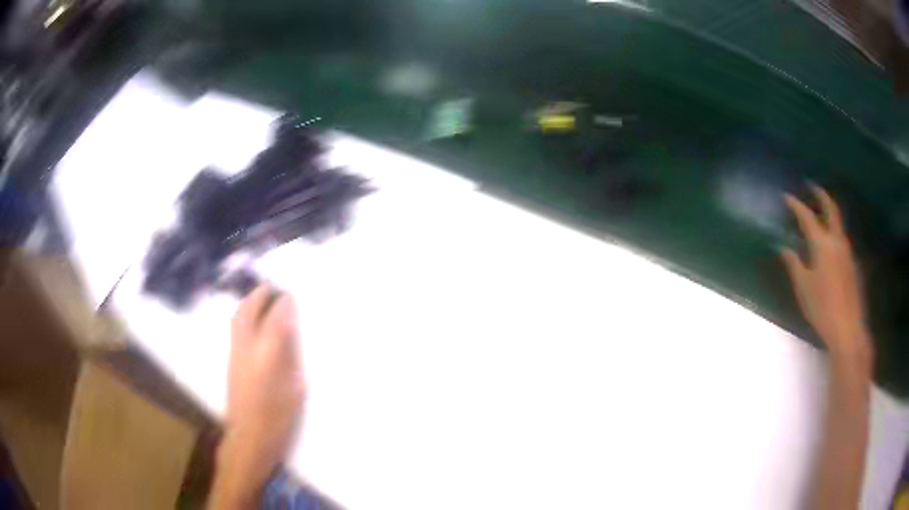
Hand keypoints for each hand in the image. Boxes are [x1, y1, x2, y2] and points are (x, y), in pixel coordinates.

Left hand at [213, 285, 305, 507]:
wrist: (248, 438)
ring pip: (237, 318)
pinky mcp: (229, 361)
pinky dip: (244, 315)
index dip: (283, 304)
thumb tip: (291, 331)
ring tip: (262, 299)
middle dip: (259, 295)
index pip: (274, 318)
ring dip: (249, 303)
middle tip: (272, 289)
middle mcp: (246, 348)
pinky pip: (235, 328)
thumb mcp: (294, 388)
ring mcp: (234, 353)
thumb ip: (291, 356)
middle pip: (248, 311)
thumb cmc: (278, 418)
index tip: (291, 295)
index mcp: (267, 355)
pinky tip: (253, 320)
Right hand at [781, 186, 871, 369]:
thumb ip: (794, 265)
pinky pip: (842, 240)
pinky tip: (830, 244)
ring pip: (839, 224)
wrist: (848, 328)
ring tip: (820, 213)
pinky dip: (834, 232)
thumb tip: (784, 248)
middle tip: (812, 186)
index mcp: (822, 244)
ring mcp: (847, 252)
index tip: (787, 197)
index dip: (796, 205)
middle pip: (831, 209)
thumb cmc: (822, 308)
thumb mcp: (803, 288)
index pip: (807, 217)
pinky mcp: (852, 264)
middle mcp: (837, 241)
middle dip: (821, 195)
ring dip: (829, 213)